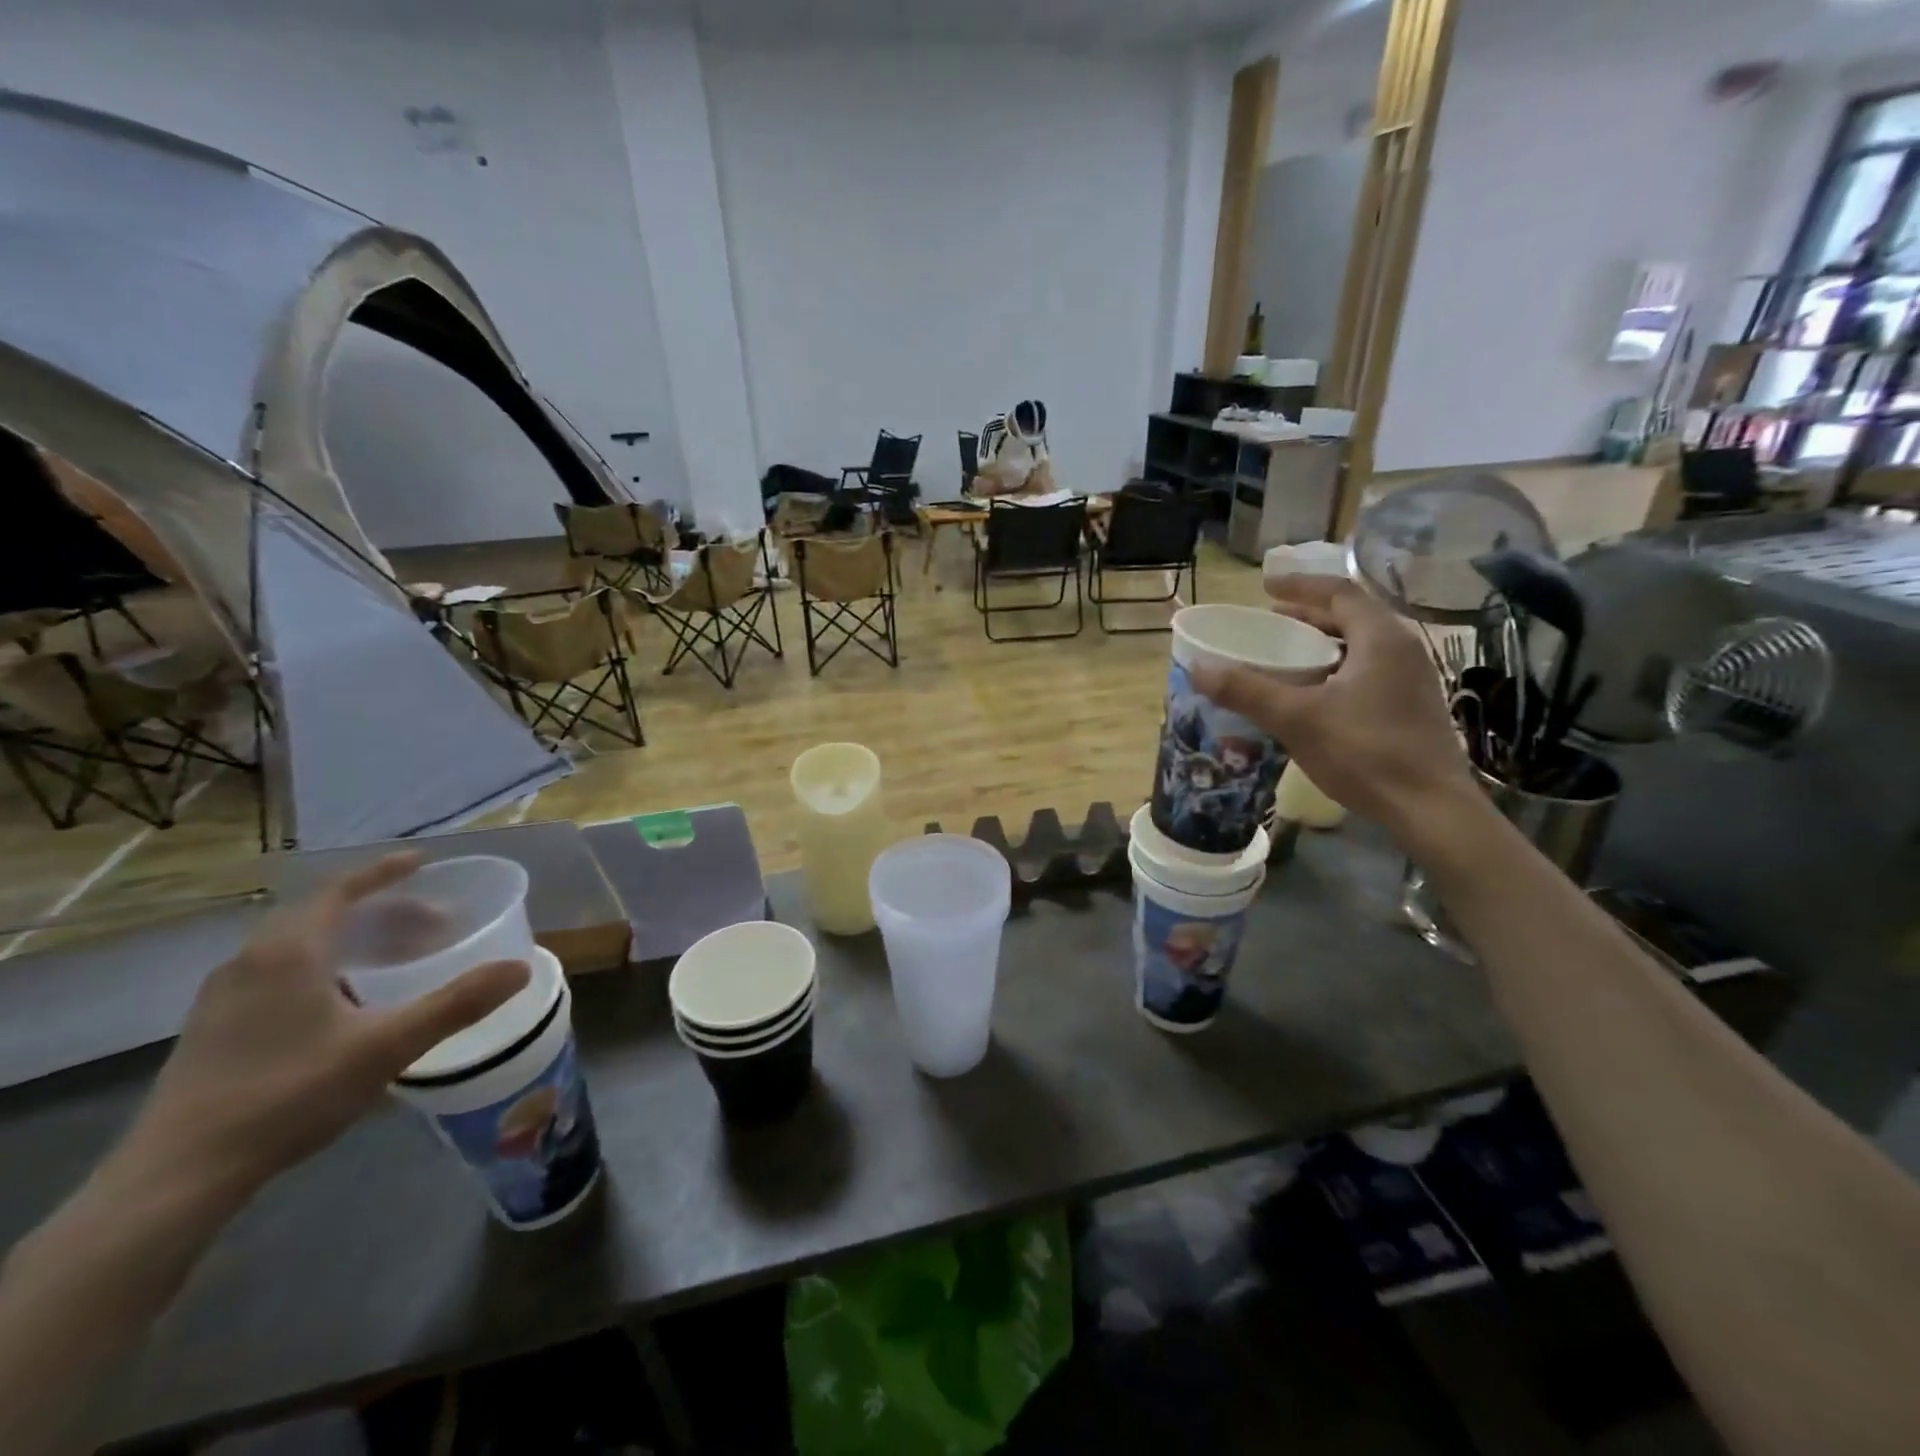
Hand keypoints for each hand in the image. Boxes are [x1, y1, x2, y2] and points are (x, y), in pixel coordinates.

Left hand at [121, 854, 528, 1207]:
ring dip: (352, 939)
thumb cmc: (288, 1094)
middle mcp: (250, 962)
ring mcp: (223, 997)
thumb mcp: (386, 1047)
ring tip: (397, 958)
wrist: (178, 1177)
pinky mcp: (213, 1030)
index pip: (340, 890)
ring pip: (298, 946)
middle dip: (381, 910)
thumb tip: (519, 968)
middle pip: (322, 915)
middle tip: (431, 923)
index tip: (422, 861)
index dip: (384, 871)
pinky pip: (279, 973)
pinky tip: (346, 1001)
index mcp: (288, 952)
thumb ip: (456, 1004)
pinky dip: (324, 965)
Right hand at [1190, 574, 1476, 841]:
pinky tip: (1313, 694)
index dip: (1300, 586)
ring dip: (1322, 643)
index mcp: (1380, 639)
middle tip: (1270, 622)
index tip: (1265, 587)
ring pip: (1360, 646)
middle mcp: (1401, 650)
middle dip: (1308, 615)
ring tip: (1286, 655)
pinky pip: (1366, 671)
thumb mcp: (1296, 719)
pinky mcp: (1410, 708)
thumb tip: (1198, 668)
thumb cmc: (1365, 753)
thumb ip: (1246, 690)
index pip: (1339, 592)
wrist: (1430, 809)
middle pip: (1351, 617)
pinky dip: (1334, 668)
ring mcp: (1411, 680)